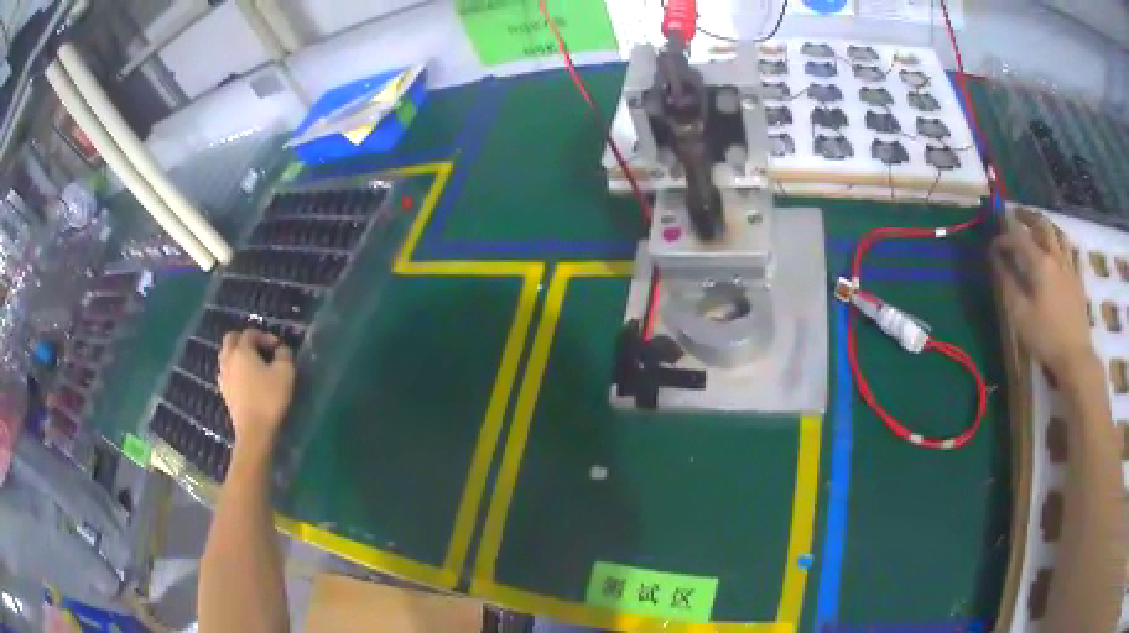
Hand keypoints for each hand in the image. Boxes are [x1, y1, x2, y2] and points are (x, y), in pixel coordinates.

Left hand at [218, 329, 294, 453]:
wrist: (254, 431)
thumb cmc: (269, 398)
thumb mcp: (285, 373)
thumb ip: (284, 355)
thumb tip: (281, 349)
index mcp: (242, 350)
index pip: (250, 333)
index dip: (264, 336)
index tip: (278, 347)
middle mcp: (228, 359)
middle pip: (230, 339)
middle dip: (244, 340)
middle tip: (259, 349)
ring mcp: (223, 376)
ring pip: (226, 356)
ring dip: (237, 354)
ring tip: (252, 364)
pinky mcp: (224, 392)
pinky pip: (226, 372)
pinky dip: (234, 370)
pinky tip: (245, 380)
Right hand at [991, 210, 1094, 375]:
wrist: (1076, 356)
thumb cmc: (1046, 337)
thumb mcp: (1020, 315)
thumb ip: (1008, 284)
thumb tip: (996, 260)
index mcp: (1040, 263)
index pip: (1018, 238)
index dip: (1004, 237)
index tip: (993, 245)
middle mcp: (1055, 257)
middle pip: (1042, 225)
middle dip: (1027, 216)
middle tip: (1016, 214)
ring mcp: (1070, 267)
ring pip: (1059, 234)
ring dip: (1047, 225)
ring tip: (1039, 226)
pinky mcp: (1078, 280)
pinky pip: (1072, 252)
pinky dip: (1063, 244)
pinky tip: (1061, 248)